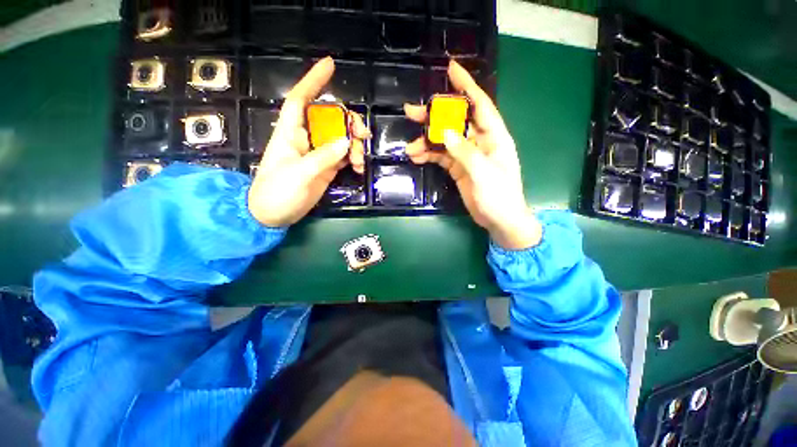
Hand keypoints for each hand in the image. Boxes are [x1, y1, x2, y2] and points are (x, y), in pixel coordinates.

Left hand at [248, 57, 370, 226]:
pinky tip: (359, 168)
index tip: (330, 65)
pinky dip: (354, 159)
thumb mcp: (298, 174)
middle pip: (330, 119)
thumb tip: (346, 143)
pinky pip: (345, 156)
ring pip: (341, 138)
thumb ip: (322, 157)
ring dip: (355, 145)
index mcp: (290, 133)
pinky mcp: (327, 168)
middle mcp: (306, 139)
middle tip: (362, 135)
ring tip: (359, 161)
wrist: (274, 215)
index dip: (313, 81)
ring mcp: (319, 154)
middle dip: (349, 123)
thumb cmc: (276, 192)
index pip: (301, 99)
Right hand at [404, 60, 541, 249]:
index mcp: (494, 136)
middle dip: (434, 116)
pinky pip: (441, 157)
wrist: (499, 220)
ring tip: (410, 147)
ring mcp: (467, 155)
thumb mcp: (483, 172)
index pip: (479, 104)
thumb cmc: (499, 196)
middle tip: (411, 112)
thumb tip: (444, 131)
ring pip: (444, 140)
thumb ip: (464, 151)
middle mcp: (479, 141)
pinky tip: (416, 157)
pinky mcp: (458, 168)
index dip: (466, 86)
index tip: (451, 69)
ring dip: (426, 141)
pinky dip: (429, 155)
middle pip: (455, 121)